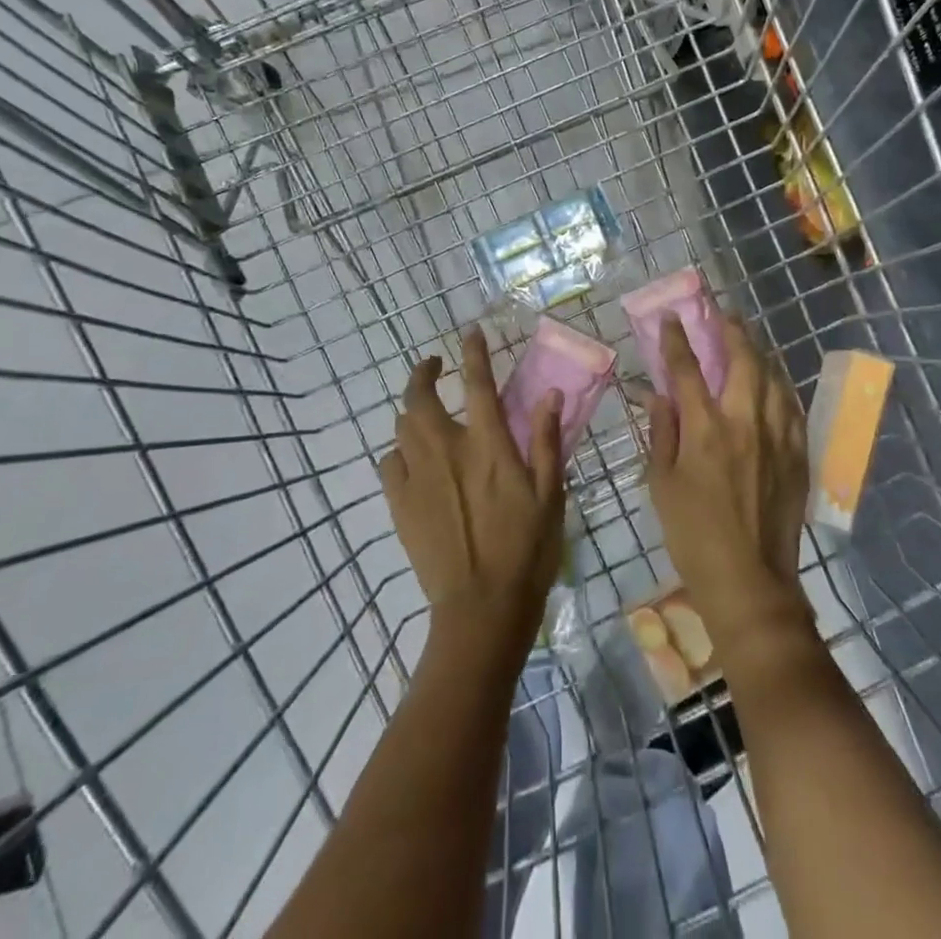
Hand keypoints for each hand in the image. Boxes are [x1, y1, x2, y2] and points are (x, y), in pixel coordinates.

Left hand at [383, 327, 565, 656]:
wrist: (481, 607)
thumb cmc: (527, 549)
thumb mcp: (550, 493)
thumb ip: (545, 440)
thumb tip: (549, 393)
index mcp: (488, 444)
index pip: (477, 383)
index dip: (473, 352)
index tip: (469, 333)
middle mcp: (447, 449)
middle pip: (421, 396)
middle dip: (423, 372)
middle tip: (433, 365)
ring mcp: (418, 476)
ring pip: (402, 426)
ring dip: (412, 409)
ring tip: (423, 409)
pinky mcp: (400, 503)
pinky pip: (390, 462)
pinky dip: (399, 450)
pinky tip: (411, 457)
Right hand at [646, 315, 810, 652]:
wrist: (748, 579)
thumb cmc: (693, 534)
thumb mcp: (661, 484)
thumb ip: (661, 433)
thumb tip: (659, 395)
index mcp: (705, 429)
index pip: (687, 370)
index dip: (676, 340)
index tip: (671, 318)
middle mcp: (744, 422)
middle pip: (742, 361)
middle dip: (731, 331)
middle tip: (724, 314)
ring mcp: (777, 437)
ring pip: (773, 378)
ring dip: (760, 352)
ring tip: (751, 338)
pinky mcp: (798, 454)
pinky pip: (792, 407)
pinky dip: (781, 386)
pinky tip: (776, 381)